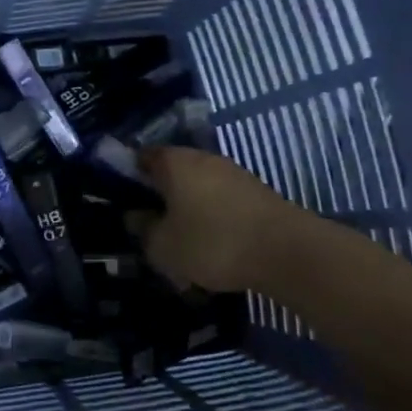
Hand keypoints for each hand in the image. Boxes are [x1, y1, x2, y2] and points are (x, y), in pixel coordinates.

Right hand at [133, 145, 314, 293]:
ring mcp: (233, 174)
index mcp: (174, 162)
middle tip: (150, 223)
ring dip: (188, 207)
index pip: (141, 157)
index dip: (128, 175)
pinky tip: (211, 243)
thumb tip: (135, 217)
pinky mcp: (257, 193)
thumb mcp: (163, 246)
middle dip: (160, 194)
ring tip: (181, 239)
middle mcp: (203, 159)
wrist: (289, 253)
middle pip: (172, 171)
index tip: (122, 199)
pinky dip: (212, 217)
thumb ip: (142, 230)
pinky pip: (221, 201)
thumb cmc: (213, 242)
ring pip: (198, 187)